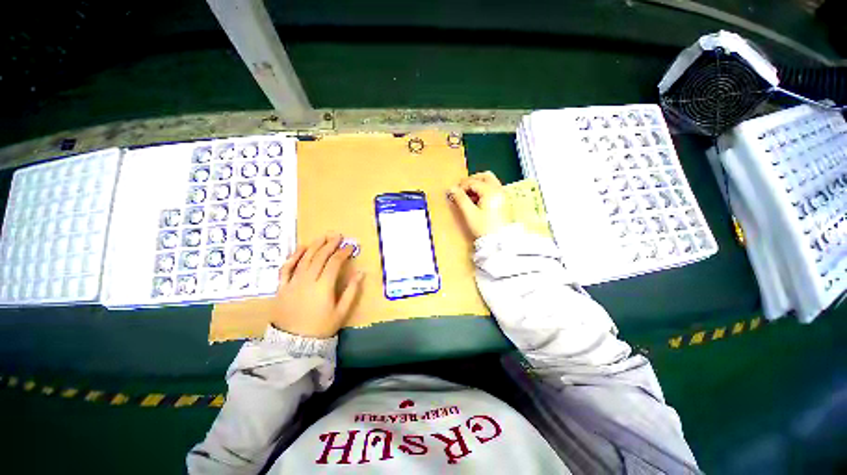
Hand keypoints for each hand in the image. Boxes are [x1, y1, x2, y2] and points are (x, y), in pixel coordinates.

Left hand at [270, 233, 363, 337]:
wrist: (292, 343)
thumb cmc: (321, 327)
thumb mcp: (341, 312)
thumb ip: (351, 291)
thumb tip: (361, 273)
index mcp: (323, 286)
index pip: (334, 263)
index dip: (343, 252)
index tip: (350, 246)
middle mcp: (308, 280)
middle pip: (319, 257)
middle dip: (330, 244)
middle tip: (338, 236)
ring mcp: (293, 282)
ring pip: (304, 258)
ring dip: (314, 245)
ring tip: (323, 237)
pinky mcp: (282, 286)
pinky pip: (286, 267)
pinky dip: (294, 256)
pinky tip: (301, 248)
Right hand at [448, 171, 511, 238]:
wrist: (499, 242)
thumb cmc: (484, 228)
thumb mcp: (470, 213)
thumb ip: (460, 199)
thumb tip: (451, 189)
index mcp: (491, 191)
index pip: (473, 182)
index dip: (461, 186)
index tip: (454, 193)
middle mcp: (499, 190)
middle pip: (485, 176)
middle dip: (472, 180)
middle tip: (462, 188)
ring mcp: (503, 196)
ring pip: (490, 182)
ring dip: (478, 185)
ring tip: (468, 196)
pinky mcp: (504, 202)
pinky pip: (494, 189)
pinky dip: (484, 190)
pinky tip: (477, 201)